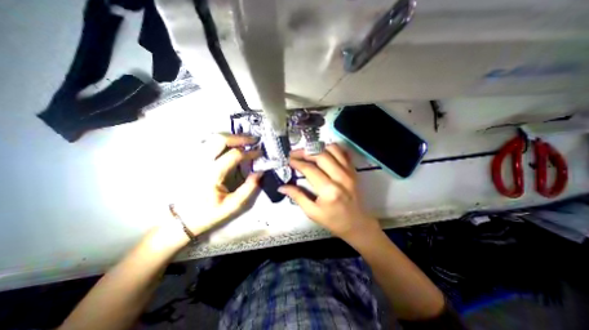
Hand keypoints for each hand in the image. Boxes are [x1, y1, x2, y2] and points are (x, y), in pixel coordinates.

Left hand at [174, 134, 258, 236]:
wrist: (182, 218)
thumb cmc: (209, 213)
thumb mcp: (233, 206)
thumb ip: (249, 188)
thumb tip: (260, 172)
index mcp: (212, 174)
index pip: (234, 155)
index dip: (250, 152)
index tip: (261, 153)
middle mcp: (201, 162)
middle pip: (220, 139)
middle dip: (240, 138)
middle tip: (254, 140)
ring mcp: (194, 159)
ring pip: (212, 138)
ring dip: (230, 137)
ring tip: (244, 141)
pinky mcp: (191, 160)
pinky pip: (207, 143)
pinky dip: (220, 141)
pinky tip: (229, 145)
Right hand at [279, 146, 379, 239]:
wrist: (357, 223)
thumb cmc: (333, 220)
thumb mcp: (312, 212)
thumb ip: (297, 196)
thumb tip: (282, 187)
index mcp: (329, 190)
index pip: (309, 169)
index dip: (297, 162)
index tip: (288, 160)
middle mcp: (340, 177)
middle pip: (320, 155)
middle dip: (304, 152)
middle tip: (294, 154)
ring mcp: (349, 172)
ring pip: (332, 150)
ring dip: (318, 148)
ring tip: (308, 152)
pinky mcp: (353, 170)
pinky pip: (343, 153)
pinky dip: (332, 149)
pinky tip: (323, 152)